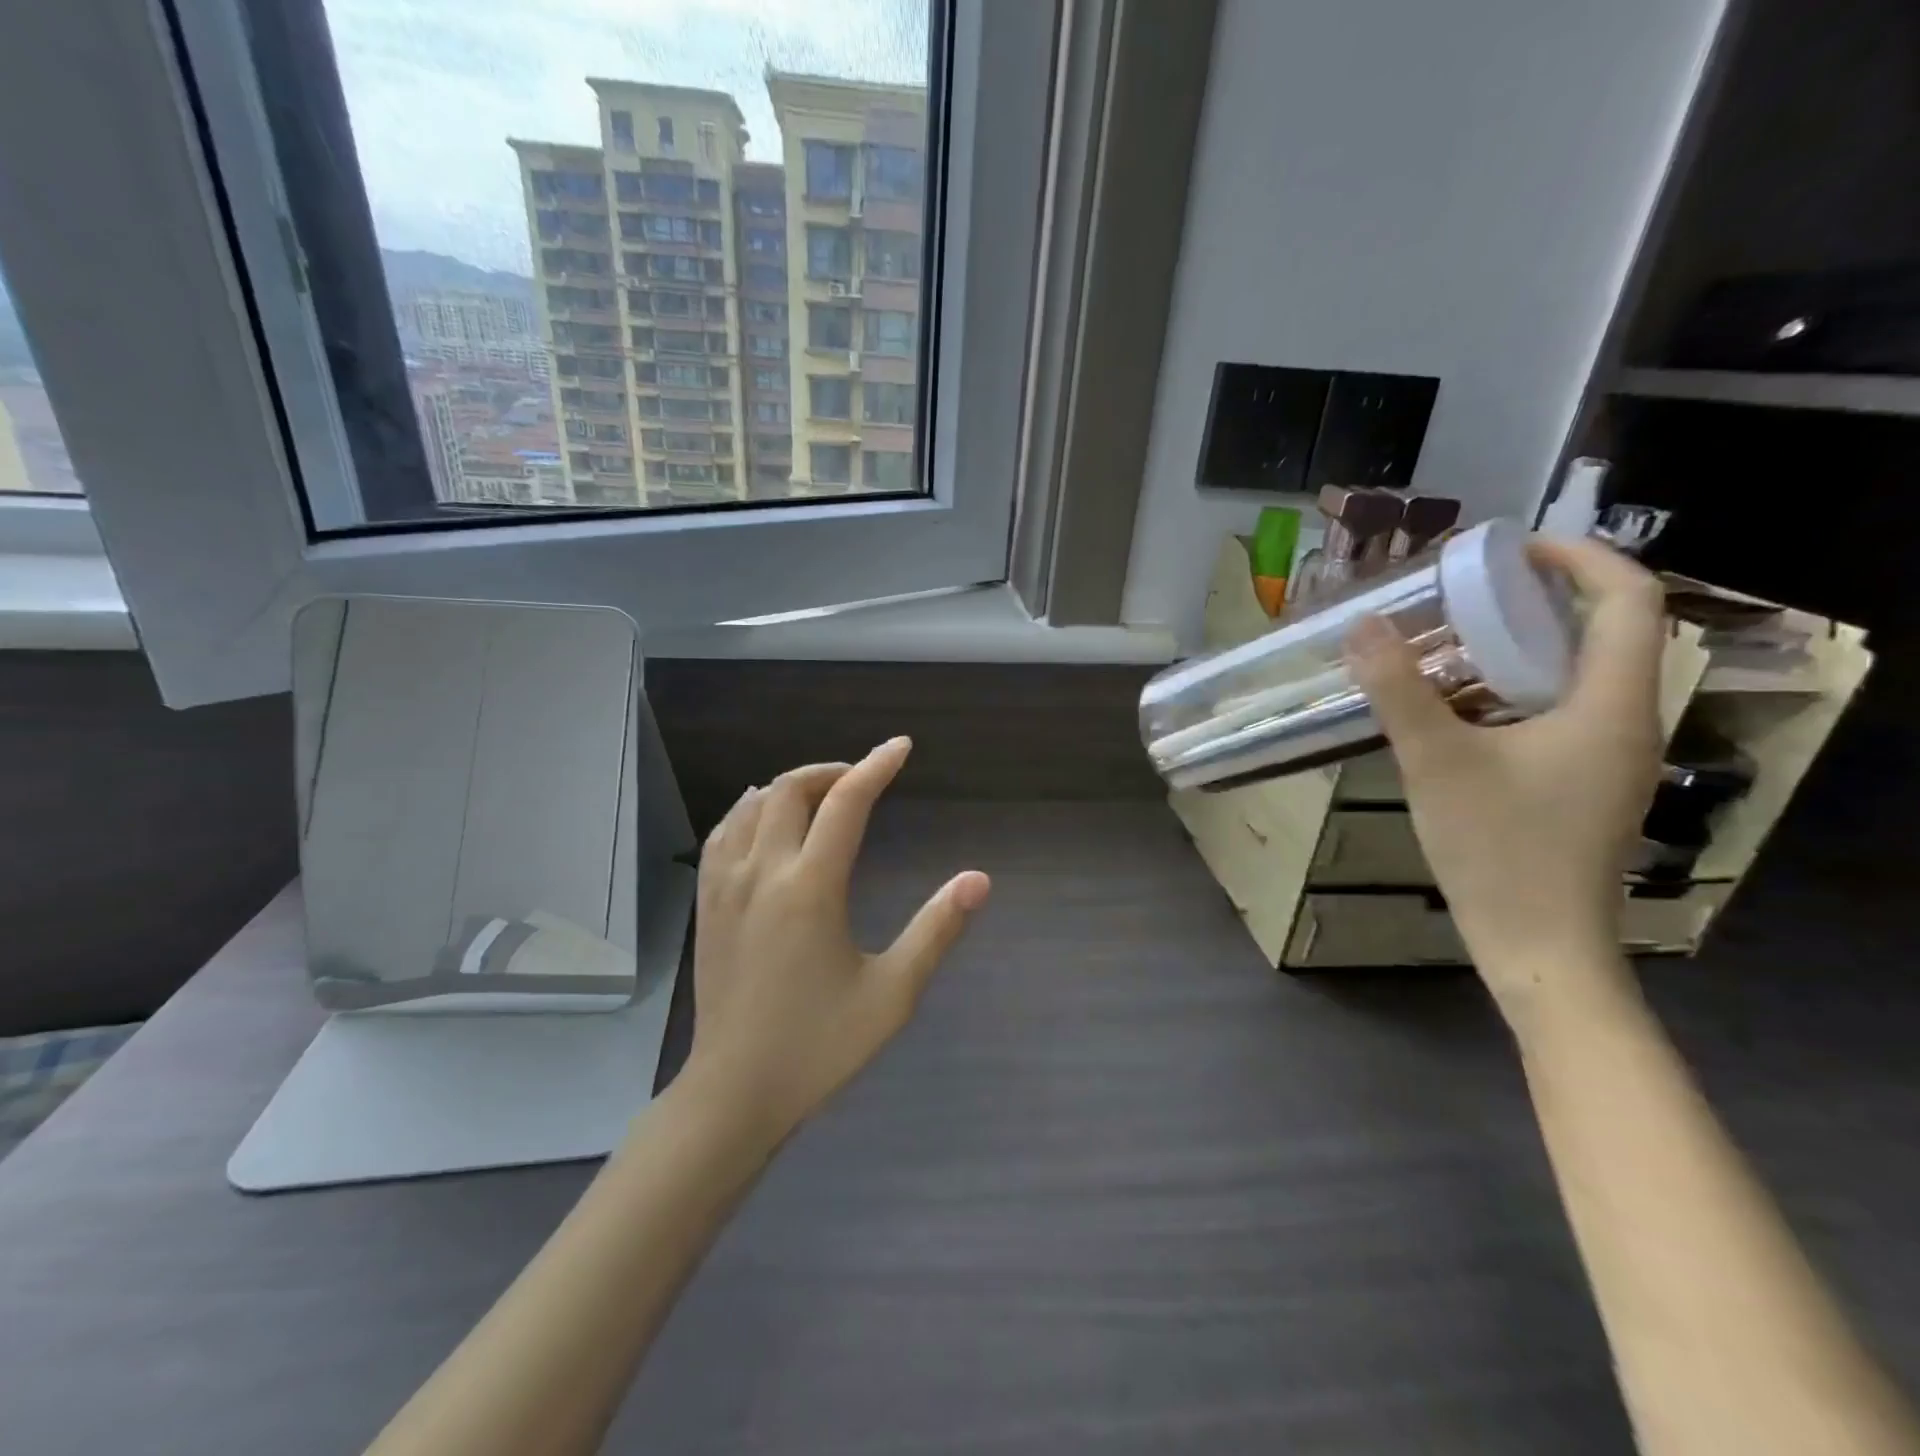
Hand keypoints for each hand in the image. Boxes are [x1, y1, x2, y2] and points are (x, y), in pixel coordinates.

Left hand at [684, 737, 990, 1145]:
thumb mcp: (892, 993)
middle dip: (832, 771)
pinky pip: (723, 833)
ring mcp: (726, 886)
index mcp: (811, 888)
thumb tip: (978, 879)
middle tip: (864, 778)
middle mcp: (763, 872)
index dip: (877, 766)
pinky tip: (761, 816)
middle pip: (792, 790)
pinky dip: (748, 809)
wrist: (735, 1092)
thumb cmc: (819, 1045)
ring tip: (822, 793)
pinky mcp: (707, 904)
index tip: (901, 747)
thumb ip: (936, 930)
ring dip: (791, 786)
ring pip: (752, 805)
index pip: (847, 803)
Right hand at [1345, 537, 1666, 1019]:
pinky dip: (1514, 688)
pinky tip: (1457, 705)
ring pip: (1579, 673)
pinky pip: (1559, 710)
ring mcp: (1608, 756)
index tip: (1510, 549)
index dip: (1580, 557)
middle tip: (1465, 590)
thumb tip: (1362, 626)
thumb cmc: (1498, 850)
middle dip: (1539, 598)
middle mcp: (1625, 720)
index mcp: (1611, 704)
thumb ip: (1398, 690)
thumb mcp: (1436, 762)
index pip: (1628, 600)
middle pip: (1605, 631)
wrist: (1538, 945)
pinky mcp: (1584, 782)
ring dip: (1523, 645)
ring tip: (1451, 639)